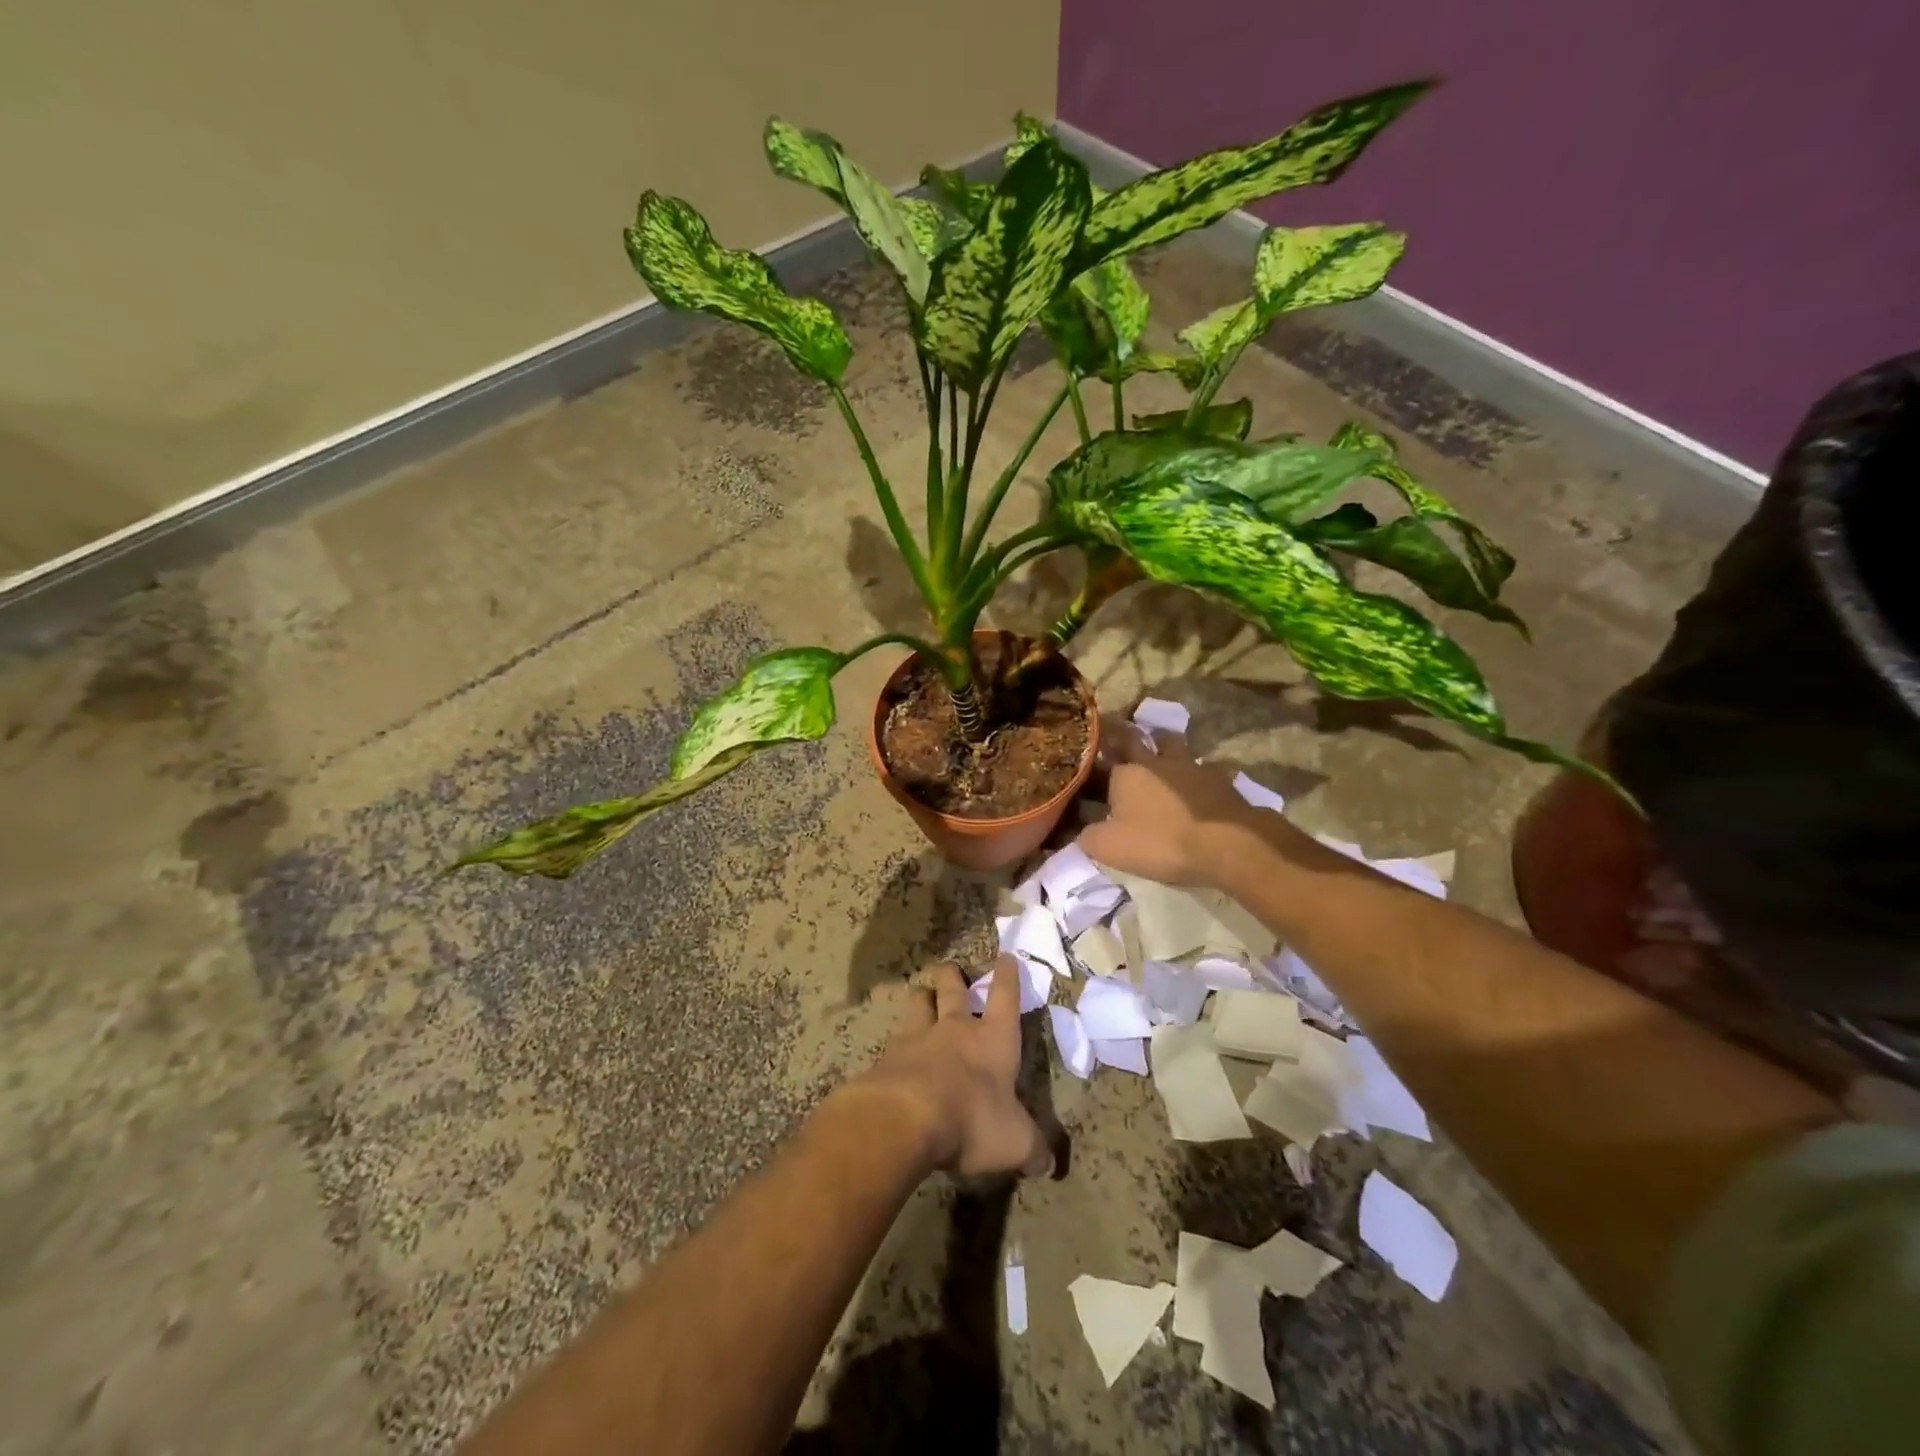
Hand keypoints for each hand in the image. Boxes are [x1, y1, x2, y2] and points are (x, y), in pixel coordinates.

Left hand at [849, 956, 1049, 1178]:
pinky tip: (894, 1055)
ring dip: (921, 997)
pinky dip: (896, 1044)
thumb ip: (1033, 1150)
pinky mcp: (887, 1057)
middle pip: (953, 988)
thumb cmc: (973, 1120)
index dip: (1008, 976)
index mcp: (993, 1039)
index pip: (1005, 997)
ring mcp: (917, 1038)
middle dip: (953, 975)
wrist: (906, 1117)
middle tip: (949, 968)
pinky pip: (893, 1040)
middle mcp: (955, 1029)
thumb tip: (1048, 1164)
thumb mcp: (1015, 1142)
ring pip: (918, 1002)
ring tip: (921, 996)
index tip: (1006, 957)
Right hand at [1079, 721, 1271, 886]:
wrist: (1225, 843)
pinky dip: (1199, 774)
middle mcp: (1157, 761)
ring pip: (1175, 745)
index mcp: (1126, 772)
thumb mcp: (1109, 847)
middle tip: (1123, 740)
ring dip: (1166, 746)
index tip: (1092, 753)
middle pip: (1139, 737)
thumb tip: (1081, 831)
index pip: (1105, 752)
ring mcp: (1192, 766)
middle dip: (1128, 737)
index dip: (1098, 751)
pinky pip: (1206, 768)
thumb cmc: (1160, 841)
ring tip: (1163, 757)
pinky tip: (1200, 785)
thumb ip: (1088, 836)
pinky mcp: (1220, 779)